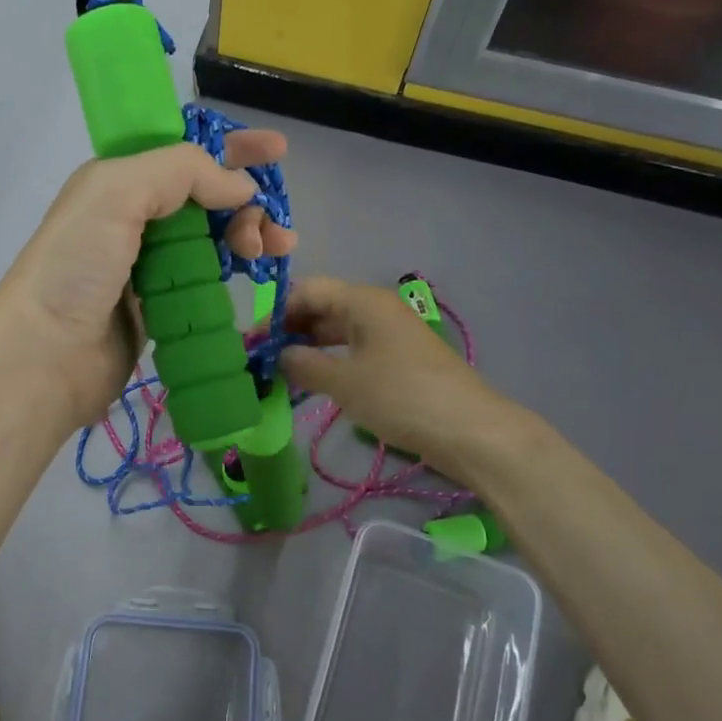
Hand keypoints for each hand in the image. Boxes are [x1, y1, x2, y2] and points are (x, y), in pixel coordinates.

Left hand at [0, 131, 295, 426]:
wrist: (46, 355)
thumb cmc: (76, 265)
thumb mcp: (117, 193)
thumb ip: (181, 172)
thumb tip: (241, 187)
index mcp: (120, 181)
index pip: (184, 151)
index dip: (230, 147)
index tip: (277, 150)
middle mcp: (135, 216)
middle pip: (206, 195)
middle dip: (247, 200)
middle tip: (272, 226)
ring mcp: (149, 263)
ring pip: (212, 236)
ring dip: (248, 235)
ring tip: (273, 251)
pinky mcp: (162, 304)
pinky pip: (207, 277)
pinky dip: (234, 270)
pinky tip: (254, 274)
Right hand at [281, 276, 514, 480]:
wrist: (469, 430)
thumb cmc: (401, 397)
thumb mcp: (344, 382)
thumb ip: (304, 365)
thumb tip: (278, 355)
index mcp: (363, 301)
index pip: (308, 290)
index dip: (276, 312)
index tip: (252, 341)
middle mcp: (376, 308)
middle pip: (323, 307)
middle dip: (290, 329)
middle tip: (261, 358)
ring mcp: (390, 333)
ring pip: (338, 330)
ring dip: (309, 346)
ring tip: (279, 371)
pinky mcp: (399, 358)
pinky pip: (355, 348)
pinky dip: (331, 360)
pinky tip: (313, 380)